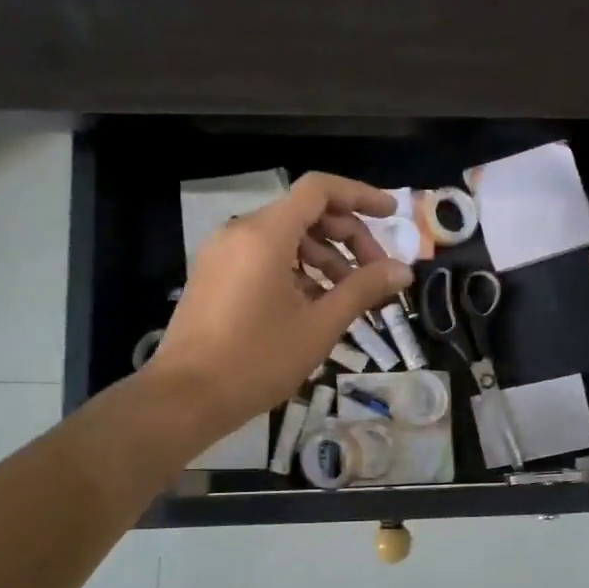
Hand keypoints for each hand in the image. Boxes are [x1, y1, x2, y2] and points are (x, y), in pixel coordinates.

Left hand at [147, 173, 413, 448]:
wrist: (185, 398)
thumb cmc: (257, 360)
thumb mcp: (319, 326)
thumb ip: (362, 289)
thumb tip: (403, 270)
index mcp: (265, 235)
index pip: (319, 190)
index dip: (360, 195)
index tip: (391, 214)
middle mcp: (240, 232)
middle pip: (305, 213)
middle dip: (348, 236)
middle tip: (376, 273)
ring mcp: (223, 254)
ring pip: (286, 237)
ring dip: (325, 257)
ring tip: (350, 296)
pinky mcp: (215, 276)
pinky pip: (264, 257)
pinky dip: (297, 270)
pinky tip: (315, 305)